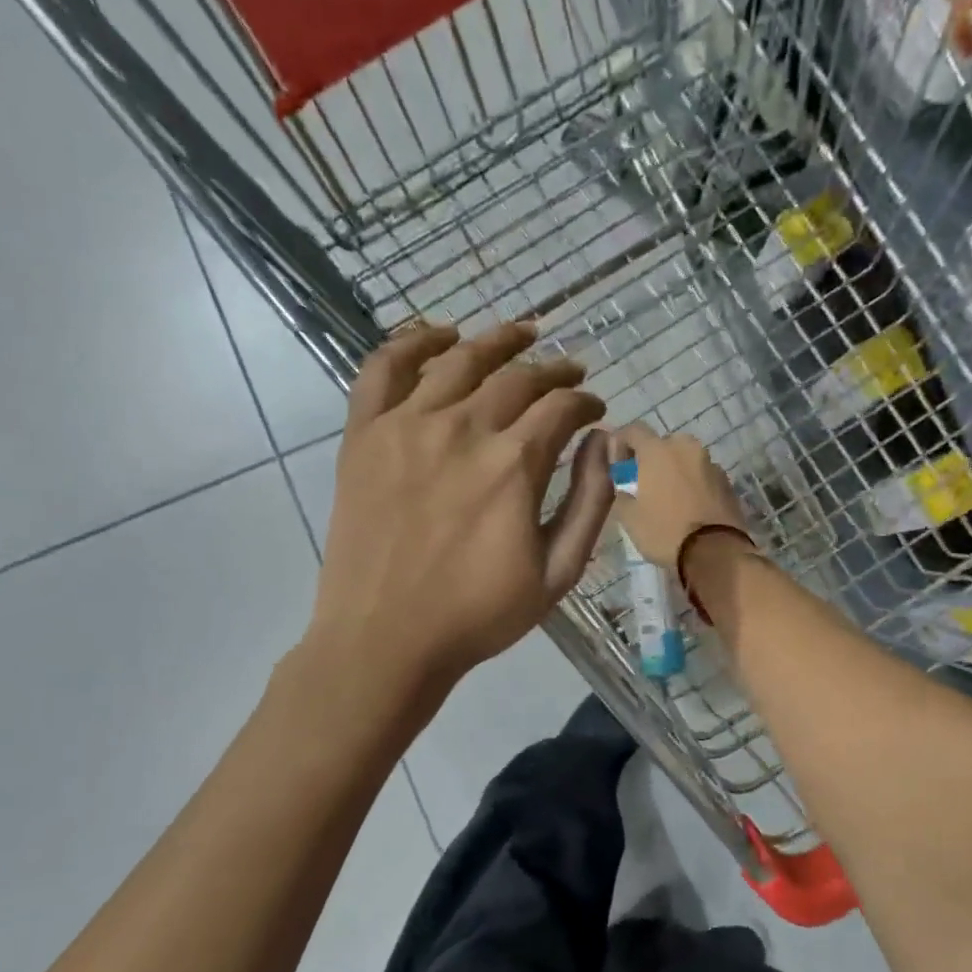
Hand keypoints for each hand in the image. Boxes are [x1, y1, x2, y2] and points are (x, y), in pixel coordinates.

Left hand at [311, 321, 615, 689]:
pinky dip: (413, 341)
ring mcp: (406, 426)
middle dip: (553, 370)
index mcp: (513, 465)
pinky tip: (440, 336)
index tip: (594, 410)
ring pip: (459, 358)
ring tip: (522, 332)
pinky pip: (384, 368)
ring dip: (497, 340)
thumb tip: (607, 442)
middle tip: (569, 372)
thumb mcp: (558, 572)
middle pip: (517, 377)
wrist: (384, 639)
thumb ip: (591, 501)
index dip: (585, 403)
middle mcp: (462, 429)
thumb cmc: (478, 614)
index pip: (561, 408)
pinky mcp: (364, 435)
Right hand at [613, 422, 751, 571]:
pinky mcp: (728, 482)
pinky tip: (690, 507)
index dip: (621, 443)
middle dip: (652, 459)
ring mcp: (711, 464)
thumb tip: (622, 490)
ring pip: (686, 459)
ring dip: (675, 471)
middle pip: (663, 443)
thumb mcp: (630, 519)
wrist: (716, 552)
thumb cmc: (665, 532)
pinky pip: (703, 476)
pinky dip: (694, 484)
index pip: (634, 430)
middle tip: (644, 483)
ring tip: (669, 497)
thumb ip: (621, 497)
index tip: (618, 465)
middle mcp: (686, 449)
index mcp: (658, 451)